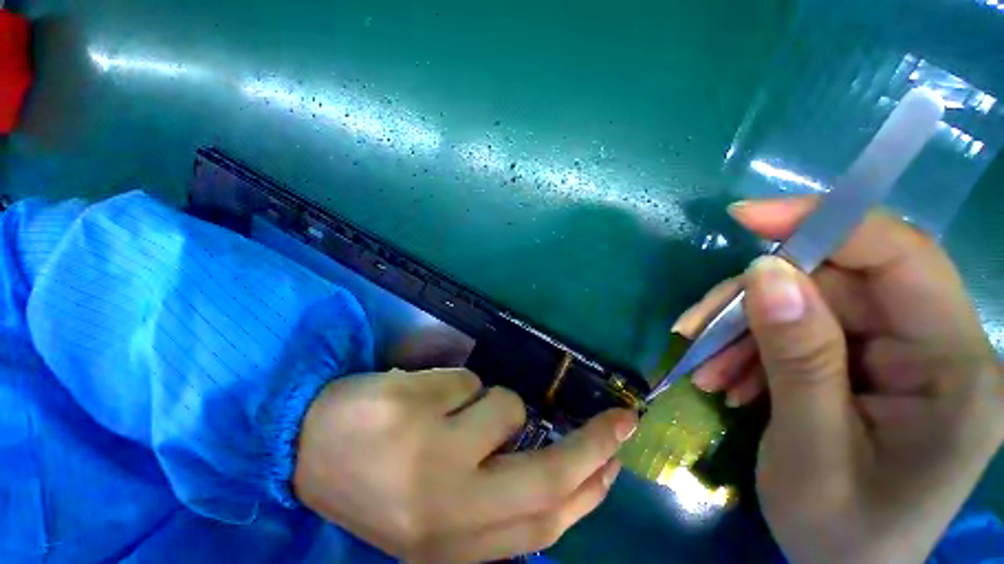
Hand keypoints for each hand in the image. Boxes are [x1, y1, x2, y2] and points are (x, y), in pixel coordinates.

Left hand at [293, 368, 637, 562]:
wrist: (304, 451)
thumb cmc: (380, 480)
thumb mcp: (440, 510)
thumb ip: (495, 496)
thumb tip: (551, 462)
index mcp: (453, 542)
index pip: (546, 521)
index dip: (590, 491)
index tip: (617, 464)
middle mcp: (446, 505)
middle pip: (545, 475)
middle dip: (593, 445)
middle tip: (621, 421)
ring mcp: (425, 451)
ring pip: (503, 407)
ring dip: (490, 403)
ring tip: (448, 411)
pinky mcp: (408, 404)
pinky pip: (465, 380)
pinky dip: (454, 385)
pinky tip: (418, 398)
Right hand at [675, 198, 1002, 563]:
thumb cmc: (840, 533)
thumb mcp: (811, 451)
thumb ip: (799, 358)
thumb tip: (764, 274)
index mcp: (955, 372)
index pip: (900, 257)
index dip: (825, 221)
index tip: (747, 216)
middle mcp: (937, 349)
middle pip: (837, 284)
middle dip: (754, 300)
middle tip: (694, 329)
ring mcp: (902, 356)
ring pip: (808, 307)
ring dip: (744, 331)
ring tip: (705, 369)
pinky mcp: (867, 365)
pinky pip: (800, 333)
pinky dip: (752, 348)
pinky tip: (727, 377)